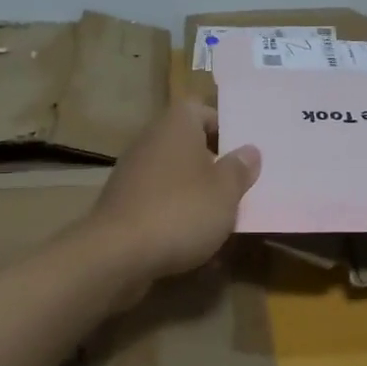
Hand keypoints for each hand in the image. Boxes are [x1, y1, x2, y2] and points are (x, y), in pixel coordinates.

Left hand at [85, 101, 260, 290]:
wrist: (116, 255)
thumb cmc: (181, 211)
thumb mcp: (225, 191)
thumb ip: (240, 168)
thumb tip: (250, 150)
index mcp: (177, 125)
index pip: (203, 110)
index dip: (225, 127)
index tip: (243, 151)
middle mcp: (151, 140)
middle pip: (188, 143)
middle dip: (212, 163)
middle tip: (238, 184)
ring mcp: (132, 172)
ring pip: (173, 173)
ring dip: (194, 191)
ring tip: (220, 216)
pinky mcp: (122, 204)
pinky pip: (157, 200)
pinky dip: (174, 213)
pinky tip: (191, 239)